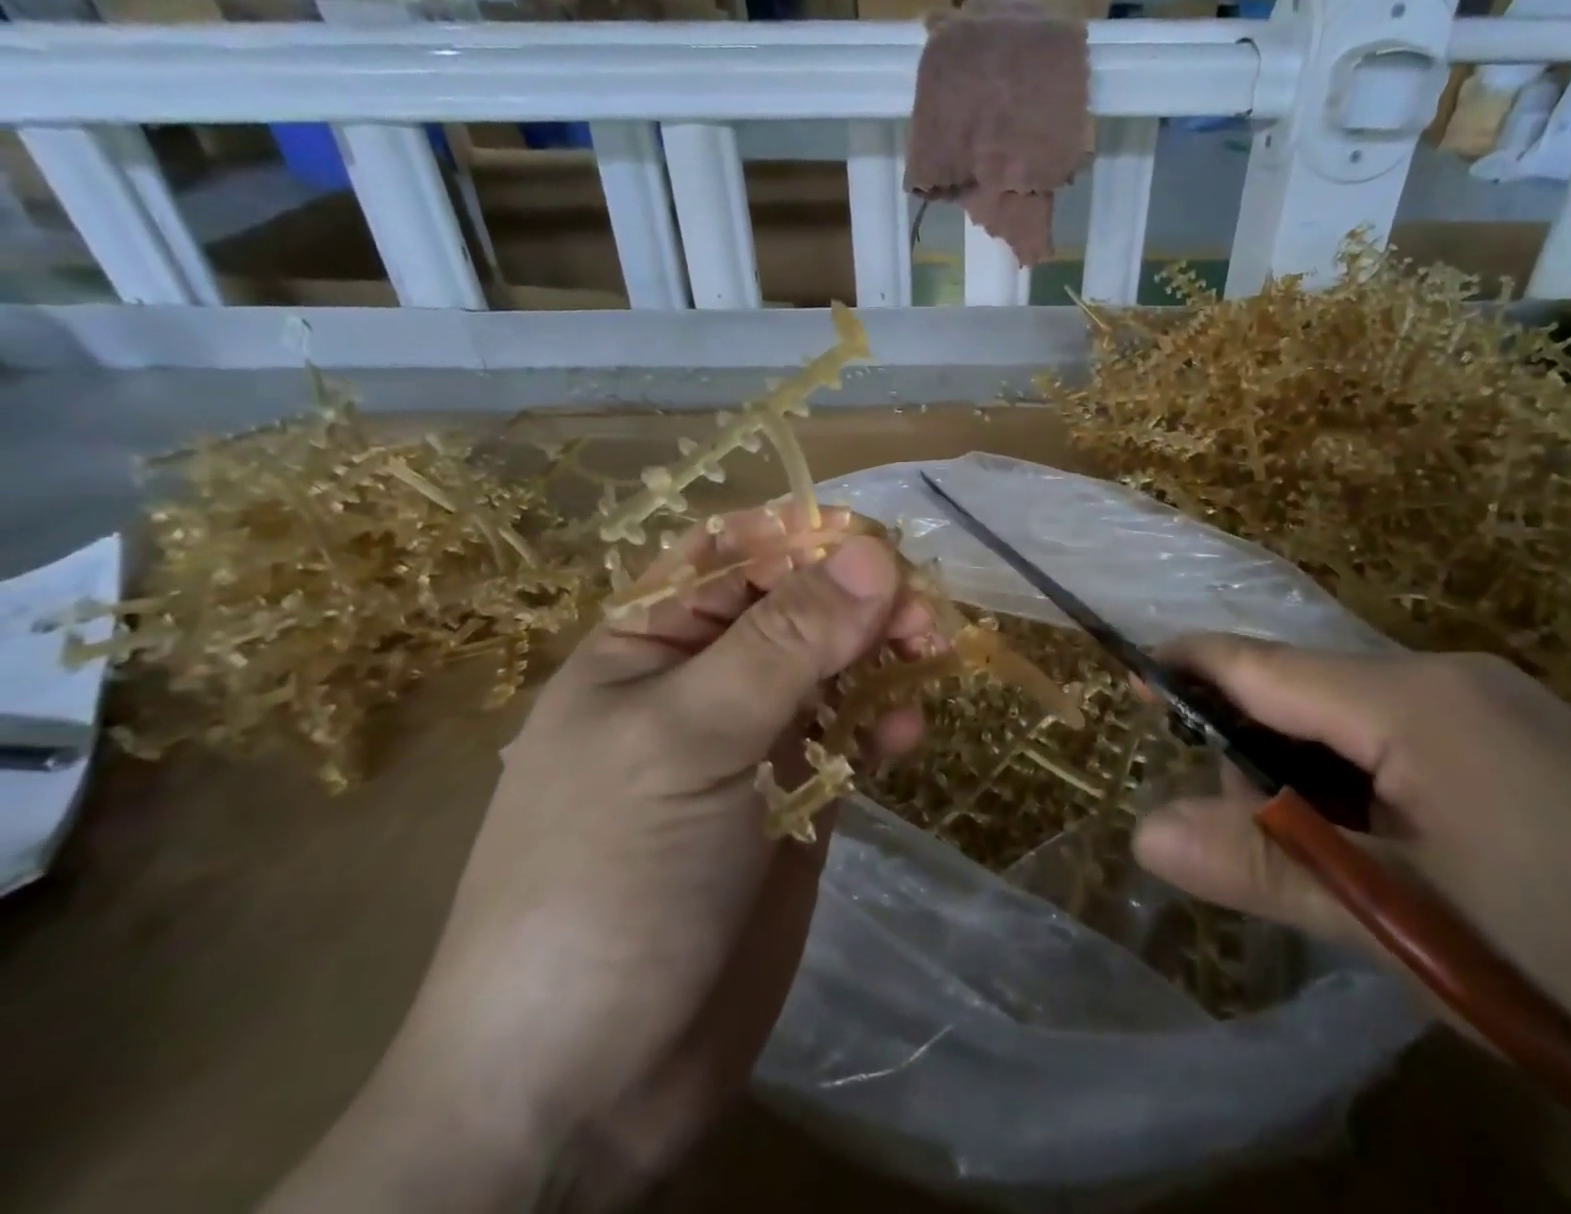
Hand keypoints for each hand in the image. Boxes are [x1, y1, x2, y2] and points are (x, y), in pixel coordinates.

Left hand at [266, 507, 927, 1212]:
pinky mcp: (795, 794)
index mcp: (649, 642)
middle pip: (796, 603)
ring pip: (833, 662)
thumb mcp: (691, 739)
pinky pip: (851, 730)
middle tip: (922, 616)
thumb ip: (786, 641)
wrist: (586, 1088)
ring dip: (882, 651)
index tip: (874, 546)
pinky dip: (883, 718)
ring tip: (928, 659)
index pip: (730, 551)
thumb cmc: (610, 880)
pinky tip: (908, 735)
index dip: (801, 537)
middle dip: (859, 597)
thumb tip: (873, 553)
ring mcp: (752, 738)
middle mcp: (703, 678)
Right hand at [1132, 638, 1570, 1212]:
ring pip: (1358, 718)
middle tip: (1265, 847)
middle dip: (1260, 756)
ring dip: (1318, 777)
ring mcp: (1499, 703)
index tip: (1128, 668)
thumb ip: (1266, 866)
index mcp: (1410, 699)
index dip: (1188, 664)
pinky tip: (1400, 853)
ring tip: (1342, 869)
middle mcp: (1449, 676)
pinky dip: (1371, 781)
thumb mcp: (1403, 921)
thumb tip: (1143, 833)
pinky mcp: (1532, 737)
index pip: (1262, 663)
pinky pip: (1411, 735)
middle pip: (1307, 693)